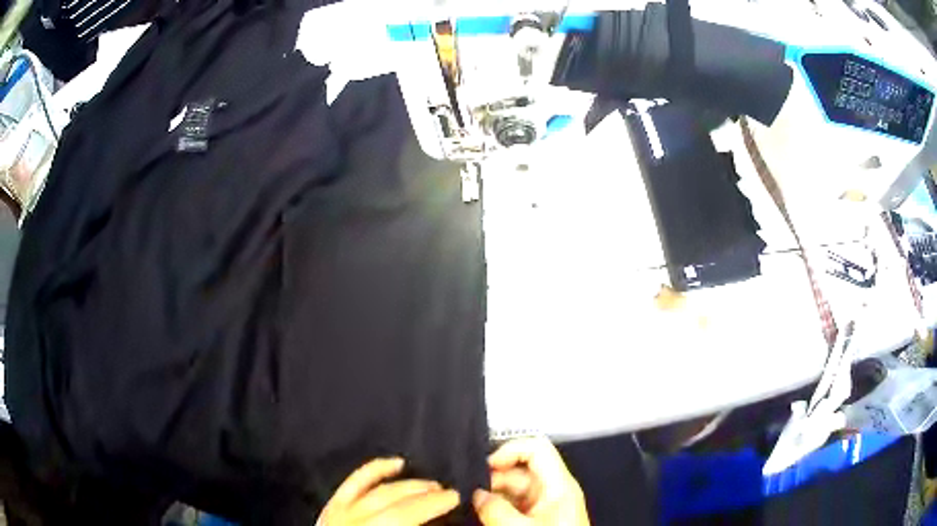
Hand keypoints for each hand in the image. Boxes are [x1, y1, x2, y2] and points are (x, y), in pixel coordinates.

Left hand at [318, 457, 460, 525]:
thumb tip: (435, 523)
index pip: (406, 515)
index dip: (433, 505)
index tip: (456, 497)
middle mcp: (355, 520)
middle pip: (394, 502)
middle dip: (424, 494)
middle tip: (448, 491)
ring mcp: (339, 511)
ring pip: (377, 490)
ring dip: (406, 484)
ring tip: (430, 482)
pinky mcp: (331, 507)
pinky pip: (353, 482)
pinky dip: (375, 470)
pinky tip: (394, 463)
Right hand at [473, 437, 589, 525]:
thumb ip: (495, 509)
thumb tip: (476, 495)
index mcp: (558, 486)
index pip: (537, 448)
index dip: (509, 449)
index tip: (484, 466)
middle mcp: (552, 490)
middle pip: (520, 469)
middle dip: (493, 477)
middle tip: (469, 490)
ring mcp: (543, 504)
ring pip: (513, 488)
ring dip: (491, 493)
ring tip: (470, 503)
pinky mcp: (536, 517)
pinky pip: (512, 503)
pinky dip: (495, 505)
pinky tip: (480, 513)